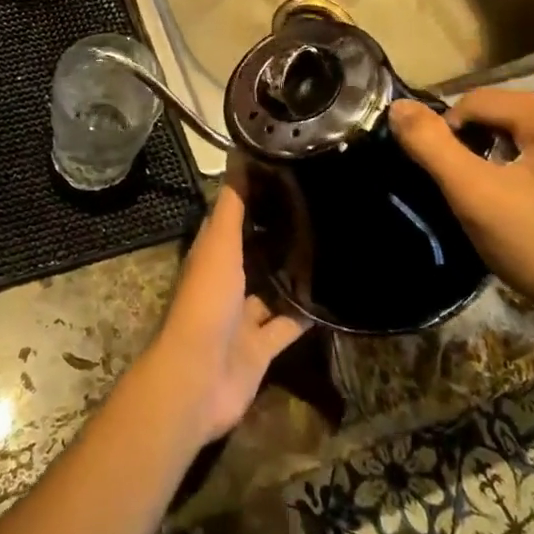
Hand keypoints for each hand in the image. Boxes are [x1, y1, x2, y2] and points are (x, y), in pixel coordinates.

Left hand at [142, 181, 310, 446]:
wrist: (199, 379)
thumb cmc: (205, 304)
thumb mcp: (219, 246)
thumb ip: (232, 208)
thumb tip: (239, 155)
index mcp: (212, 254)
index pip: (234, 216)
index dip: (254, 195)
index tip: (287, 173)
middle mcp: (227, 281)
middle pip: (255, 252)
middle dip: (280, 235)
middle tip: (321, 209)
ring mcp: (243, 316)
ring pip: (273, 289)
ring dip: (294, 276)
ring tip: (333, 247)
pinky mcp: (262, 348)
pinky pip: (288, 326)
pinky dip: (306, 316)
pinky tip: (335, 299)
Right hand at [389, 91, 533, 332]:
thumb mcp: (474, 195)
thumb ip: (431, 145)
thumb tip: (397, 105)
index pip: (477, 102)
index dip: (451, 136)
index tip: (452, 180)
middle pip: (502, 113)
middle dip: (479, 145)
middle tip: (475, 191)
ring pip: (522, 130)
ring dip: (499, 156)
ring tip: (498, 197)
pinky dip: (526, 164)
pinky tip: (527, 199)